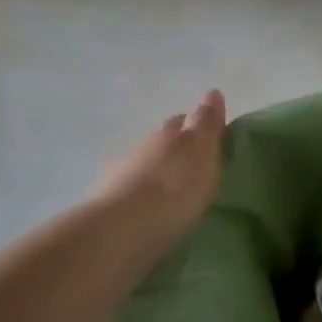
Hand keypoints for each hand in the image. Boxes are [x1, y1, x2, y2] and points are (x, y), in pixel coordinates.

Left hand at [93, 89, 226, 256]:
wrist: (123, 229)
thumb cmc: (175, 188)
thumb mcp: (202, 152)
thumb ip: (207, 123)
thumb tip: (212, 92)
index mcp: (171, 133)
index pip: (186, 120)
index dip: (197, 125)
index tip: (210, 136)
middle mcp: (144, 146)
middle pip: (164, 140)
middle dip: (177, 147)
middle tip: (194, 163)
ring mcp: (122, 173)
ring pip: (145, 164)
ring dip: (159, 172)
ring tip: (174, 191)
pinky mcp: (109, 202)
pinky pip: (132, 191)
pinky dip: (143, 195)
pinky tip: (152, 209)